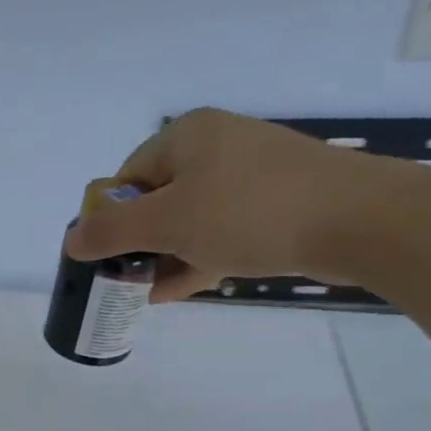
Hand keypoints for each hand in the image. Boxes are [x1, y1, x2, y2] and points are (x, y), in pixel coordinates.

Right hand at [62, 109, 418, 300]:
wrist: (358, 219)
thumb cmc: (249, 212)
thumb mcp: (168, 223)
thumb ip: (113, 232)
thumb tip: (71, 240)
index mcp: (187, 136)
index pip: (129, 176)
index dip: (113, 218)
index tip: (110, 257)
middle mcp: (218, 146)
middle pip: (160, 198)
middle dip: (141, 243)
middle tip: (131, 280)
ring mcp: (252, 174)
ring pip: (193, 218)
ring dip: (169, 256)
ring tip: (152, 294)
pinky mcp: (278, 202)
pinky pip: (225, 228)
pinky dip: (202, 255)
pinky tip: (183, 289)